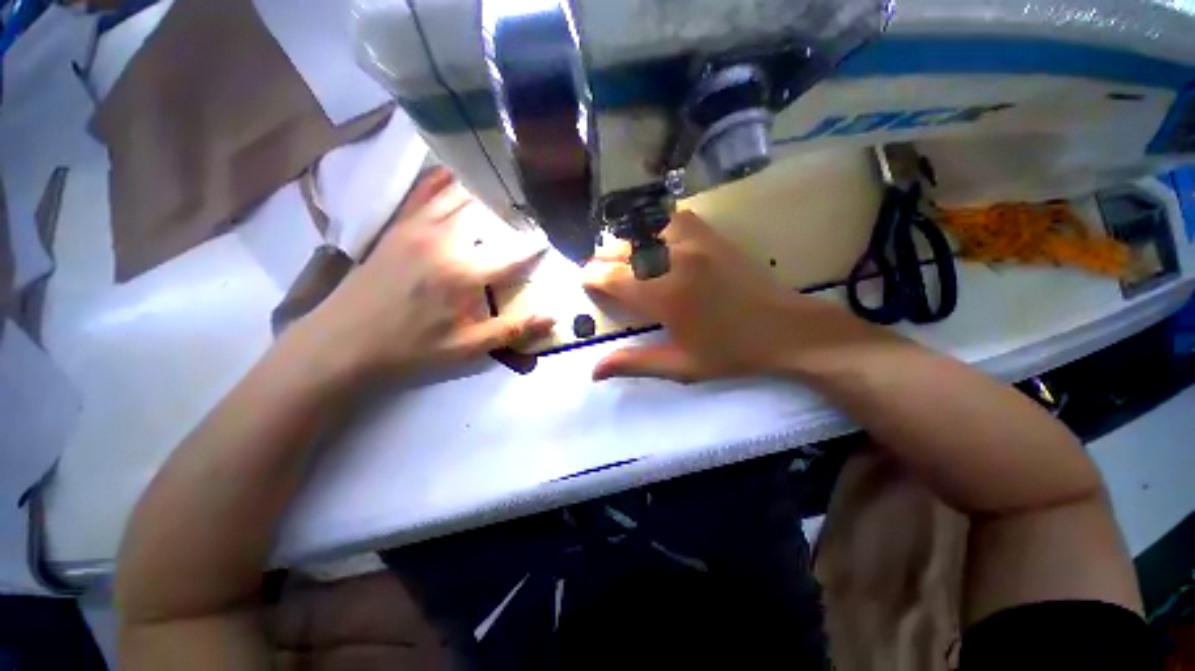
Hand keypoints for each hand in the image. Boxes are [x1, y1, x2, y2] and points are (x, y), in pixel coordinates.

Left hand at [291, 168, 552, 381]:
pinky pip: (424, 192)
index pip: (514, 253)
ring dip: (484, 190)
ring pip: (459, 195)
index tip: (552, 238)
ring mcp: (419, 228)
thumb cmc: (412, 347)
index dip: (537, 245)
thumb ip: (513, 330)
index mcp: (465, 273)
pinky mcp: (399, 225)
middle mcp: (446, 241)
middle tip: (530, 207)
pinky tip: (455, 170)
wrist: (344, 342)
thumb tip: (553, 319)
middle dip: (513, 209)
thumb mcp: (468, 347)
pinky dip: (442, 179)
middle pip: (488, 212)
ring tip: (504, 185)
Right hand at [582, 211, 887, 382]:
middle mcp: (672, 259)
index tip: (589, 286)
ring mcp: (693, 240)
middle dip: (604, 262)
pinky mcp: (710, 234)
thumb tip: (593, 371)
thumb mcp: (680, 366)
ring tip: (627, 263)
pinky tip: (655, 245)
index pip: (608, 275)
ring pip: (641, 230)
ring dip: (626, 245)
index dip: (591, 279)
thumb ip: (634, 363)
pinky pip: (670, 219)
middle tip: (606, 279)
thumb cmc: (730, 352)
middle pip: (619, 248)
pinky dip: (654, 229)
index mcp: (663, 295)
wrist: (785, 329)